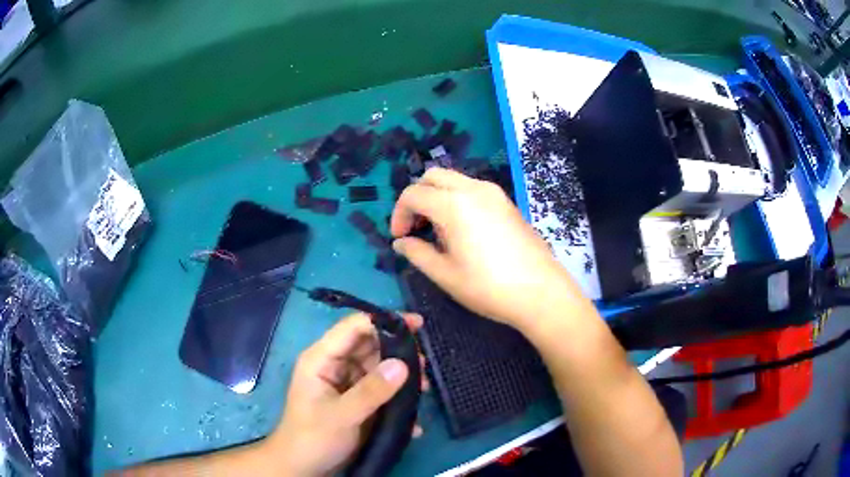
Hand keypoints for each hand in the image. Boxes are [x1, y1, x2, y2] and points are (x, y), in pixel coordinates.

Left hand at [267, 313, 424, 475]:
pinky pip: (381, 390)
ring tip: (424, 389)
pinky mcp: (357, 400)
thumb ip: (371, 391)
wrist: (304, 468)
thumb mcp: (342, 415)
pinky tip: (413, 417)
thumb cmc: (313, 438)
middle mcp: (335, 365)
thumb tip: (404, 364)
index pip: (353, 328)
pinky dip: (398, 398)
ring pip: (379, 368)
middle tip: (425, 366)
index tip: (417, 325)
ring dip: (402, 377)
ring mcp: (347, 383)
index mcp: (322, 359)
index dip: (384, 321)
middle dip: (399, 352)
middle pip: (370, 346)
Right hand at [391, 168, 579, 330]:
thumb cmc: (489, 287)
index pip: (413, 194)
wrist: (541, 292)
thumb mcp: (446, 274)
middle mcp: (473, 189)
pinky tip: (463, 230)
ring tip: (439, 232)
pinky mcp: (507, 202)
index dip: (399, 214)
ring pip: (454, 180)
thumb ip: (417, 254)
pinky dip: (457, 199)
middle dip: (417, 197)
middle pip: (433, 176)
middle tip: (416, 227)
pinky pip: (473, 189)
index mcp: (454, 204)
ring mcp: (494, 193)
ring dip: (437, 197)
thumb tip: (401, 243)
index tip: (399, 237)